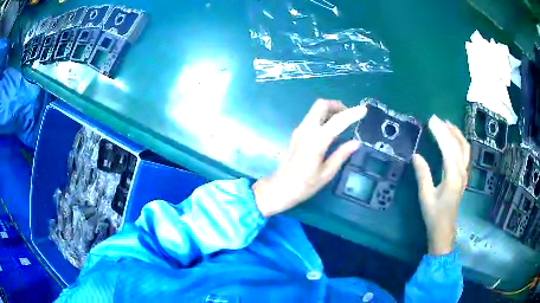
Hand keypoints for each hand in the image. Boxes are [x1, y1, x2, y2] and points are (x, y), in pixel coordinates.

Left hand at [252, 99, 366, 217]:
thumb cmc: (304, 185)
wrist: (280, 188)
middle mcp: (306, 131)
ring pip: (315, 109)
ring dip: (330, 110)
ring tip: (343, 124)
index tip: (364, 110)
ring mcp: (300, 130)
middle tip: (350, 116)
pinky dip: (324, 117)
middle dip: (337, 105)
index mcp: (316, 142)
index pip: (336, 121)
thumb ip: (341, 155)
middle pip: (321, 105)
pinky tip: (332, 131)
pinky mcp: (297, 133)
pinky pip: (312, 117)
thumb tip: (356, 142)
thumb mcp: (327, 173)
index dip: (351, 114)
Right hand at [412, 115, 469, 255]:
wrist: (444, 229)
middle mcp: (461, 172)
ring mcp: (464, 174)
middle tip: (435, 119)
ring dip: (456, 134)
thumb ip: (423, 174)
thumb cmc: (434, 215)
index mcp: (452, 177)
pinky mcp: (463, 176)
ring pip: (464, 148)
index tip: (431, 120)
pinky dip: (460, 142)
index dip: (440, 133)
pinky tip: (453, 138)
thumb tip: (416, 155)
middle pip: (458, 145)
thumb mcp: (425, 196)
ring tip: (446, 123)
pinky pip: (465, 154)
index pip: (448, 149)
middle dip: (447, 130)